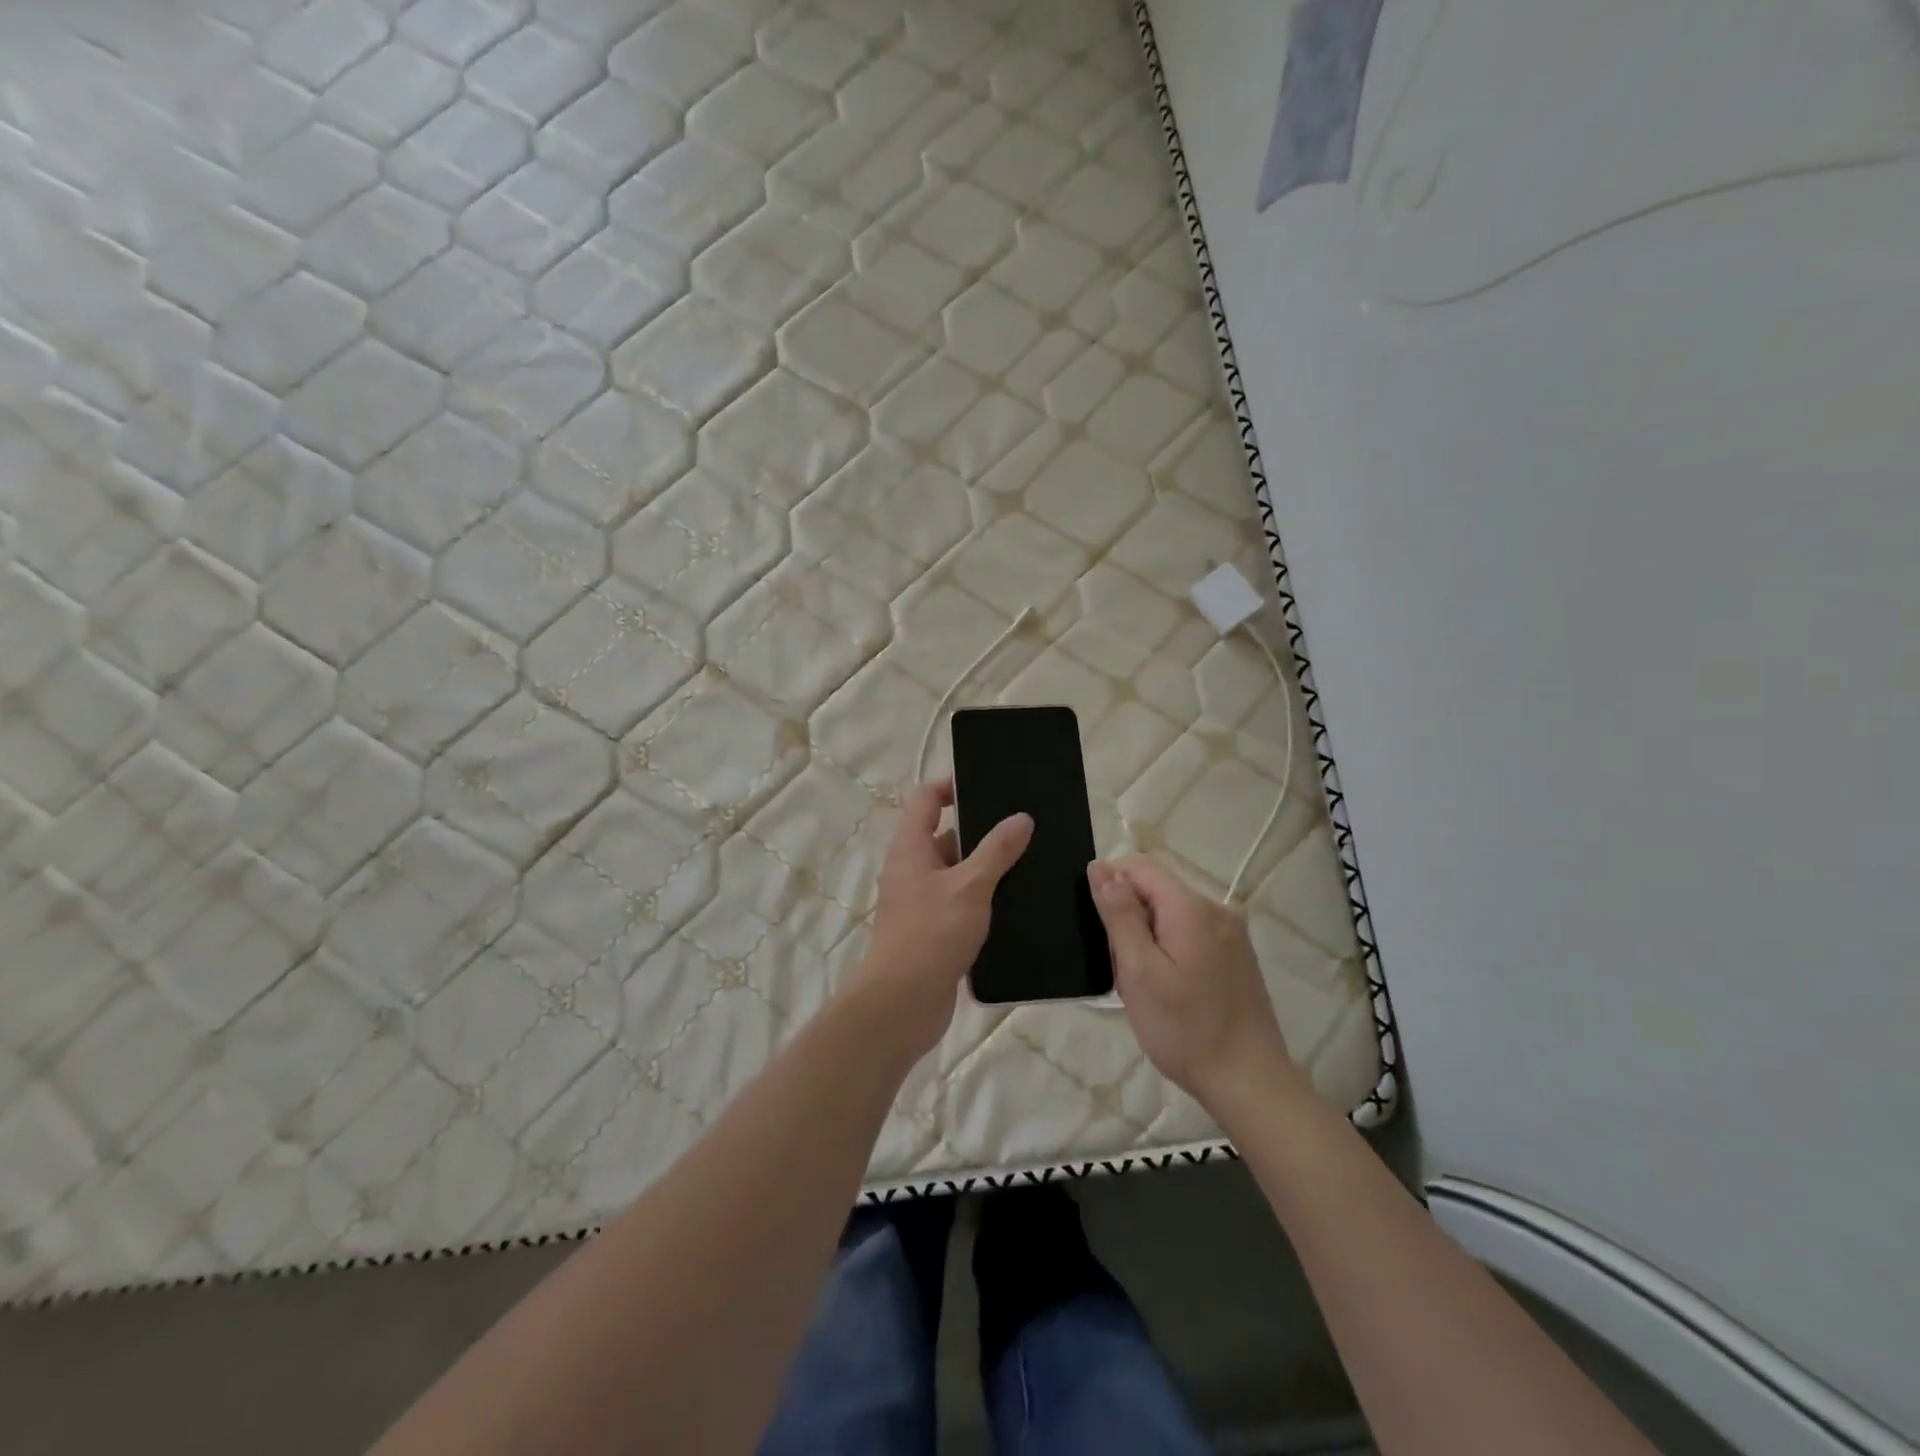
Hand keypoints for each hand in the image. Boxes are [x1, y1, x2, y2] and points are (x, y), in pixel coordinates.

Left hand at [855, 779, 1032, 1059]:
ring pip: (957, 873)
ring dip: (987, 868)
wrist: (902, 1003)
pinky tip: (1018, 904)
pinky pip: (961, 903)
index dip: (951, 786)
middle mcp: (911, 869)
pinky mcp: (933, 930)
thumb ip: (997, 850)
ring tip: (1031, 862)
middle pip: (945, 835)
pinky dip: (984, 899)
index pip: (925, 799)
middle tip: (1023, 826)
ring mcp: (921, 902)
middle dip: (982, 831)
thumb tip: (1021, 818)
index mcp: (910, 848)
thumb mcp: (970, 886)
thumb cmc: (931, 934)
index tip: (988, 786)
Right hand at [1088, 858, 1307, 1114]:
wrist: (1249, 1083)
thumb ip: (1119, 914)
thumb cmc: (1185, 1029)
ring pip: (1171, 913)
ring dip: (1147, 935)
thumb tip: (1100, 867)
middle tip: (1119, 966)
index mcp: (1192, 907)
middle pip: (1157, 889)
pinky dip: (1168, 948)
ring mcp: (1231, 933)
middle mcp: (1217, 909)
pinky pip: (1190, 932)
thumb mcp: (1139, 971)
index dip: (1109, 882)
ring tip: (1140, 983)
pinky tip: (1166, 988)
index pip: (1140, 867)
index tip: (1095, 924)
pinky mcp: (1236, 955)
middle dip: (1128, 916)